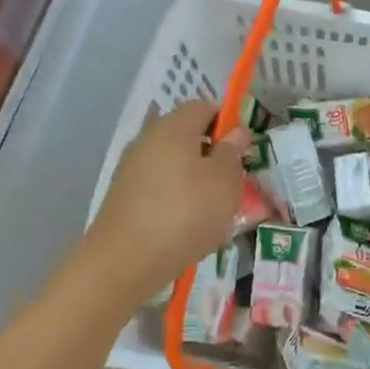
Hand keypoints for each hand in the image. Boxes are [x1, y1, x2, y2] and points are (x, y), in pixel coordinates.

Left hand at [90, 102, 251, 302]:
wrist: (125, 261)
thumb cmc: (185, 213)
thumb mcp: (225, 181)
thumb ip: (233, 152)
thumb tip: (236, 132)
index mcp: (174, 126)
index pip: (205, 106)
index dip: (229, 123)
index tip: (245, 151)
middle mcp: (148, 138)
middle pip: (188, 135)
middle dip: (213, 155)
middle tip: (234, 183)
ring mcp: (132, 168)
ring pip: (175, 164)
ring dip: (197, 180)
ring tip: (215, 211)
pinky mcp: (124, 196)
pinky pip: (160, 187)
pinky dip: (177, 199)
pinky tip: (189, 226)